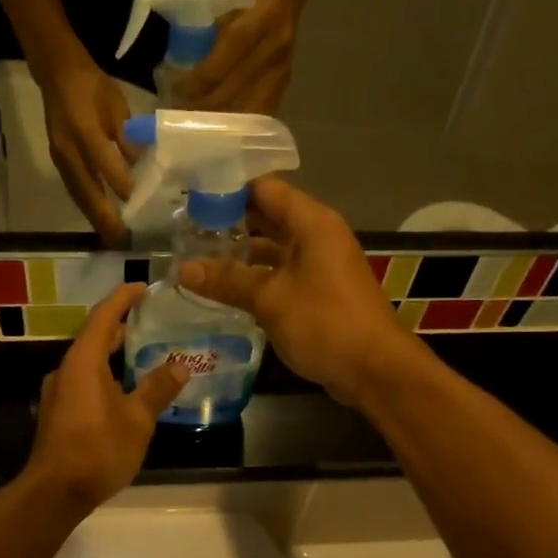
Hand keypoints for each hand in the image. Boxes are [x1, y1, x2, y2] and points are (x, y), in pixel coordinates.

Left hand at [24, 284, 189, 512]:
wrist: (55, 492)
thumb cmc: (98, 449)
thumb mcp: (137, 420)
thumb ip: (158, 389)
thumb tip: (180, 366)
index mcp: (83, 361)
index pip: (104, 317)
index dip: (123, 298)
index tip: (144, 287)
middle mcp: (66, 369)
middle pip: (94, 337)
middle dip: (121, 326)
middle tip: (152, 320)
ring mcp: (58, 391)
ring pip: (89, 361)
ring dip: (114, 353)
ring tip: (144, 352)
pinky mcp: (58, 412)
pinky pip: (84, 380)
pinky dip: (106, 373)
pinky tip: (125, 388)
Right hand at [38, 57, 133, 245]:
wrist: (57, 74)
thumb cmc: (93, 87)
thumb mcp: (117, 106)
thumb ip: (128, 138)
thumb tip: (143, 168)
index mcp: (85, 129)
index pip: (105, 165)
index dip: (122, 186)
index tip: (141, 207)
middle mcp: (68, 149)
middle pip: (87, 191)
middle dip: (105, 218)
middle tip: (122, 240)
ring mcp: (60, 158)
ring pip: (79, 195)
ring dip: (95, 219)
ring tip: (112, 239)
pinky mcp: (58, 162)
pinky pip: (74, 190)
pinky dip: (87, 208)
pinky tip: (99, 220)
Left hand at [178, 0, 302, 113]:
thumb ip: (213, 32)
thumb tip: (186, 64)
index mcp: (255, 24)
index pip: (219, 67)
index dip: (195, 84)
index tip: (175, 91)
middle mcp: (272, 49)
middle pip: (231, 92)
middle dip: (204, 106)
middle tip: (181, 113)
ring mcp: (283, 65)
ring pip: (249, 108)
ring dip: (223, 118)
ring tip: (202, 124)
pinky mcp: (287, 75)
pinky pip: (265, 107)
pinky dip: (244, 118)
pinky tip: (229, 124)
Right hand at [178, 177, 408, 404]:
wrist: (374, 369)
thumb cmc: (324, 323)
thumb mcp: (269, 299)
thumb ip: (226, 281)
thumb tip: (183, 269)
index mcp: (311, 223)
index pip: (264, 189)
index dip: (228, 191)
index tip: (192, 200)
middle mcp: (318, 235)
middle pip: (269, 215)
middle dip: (230, 222)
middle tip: (188, 230)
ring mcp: (321, 264)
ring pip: (275, 247)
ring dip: (242, 252)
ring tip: (200, 257)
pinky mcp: (320, 290)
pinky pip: (283, 271)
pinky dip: (257, 275)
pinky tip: (227, 287)